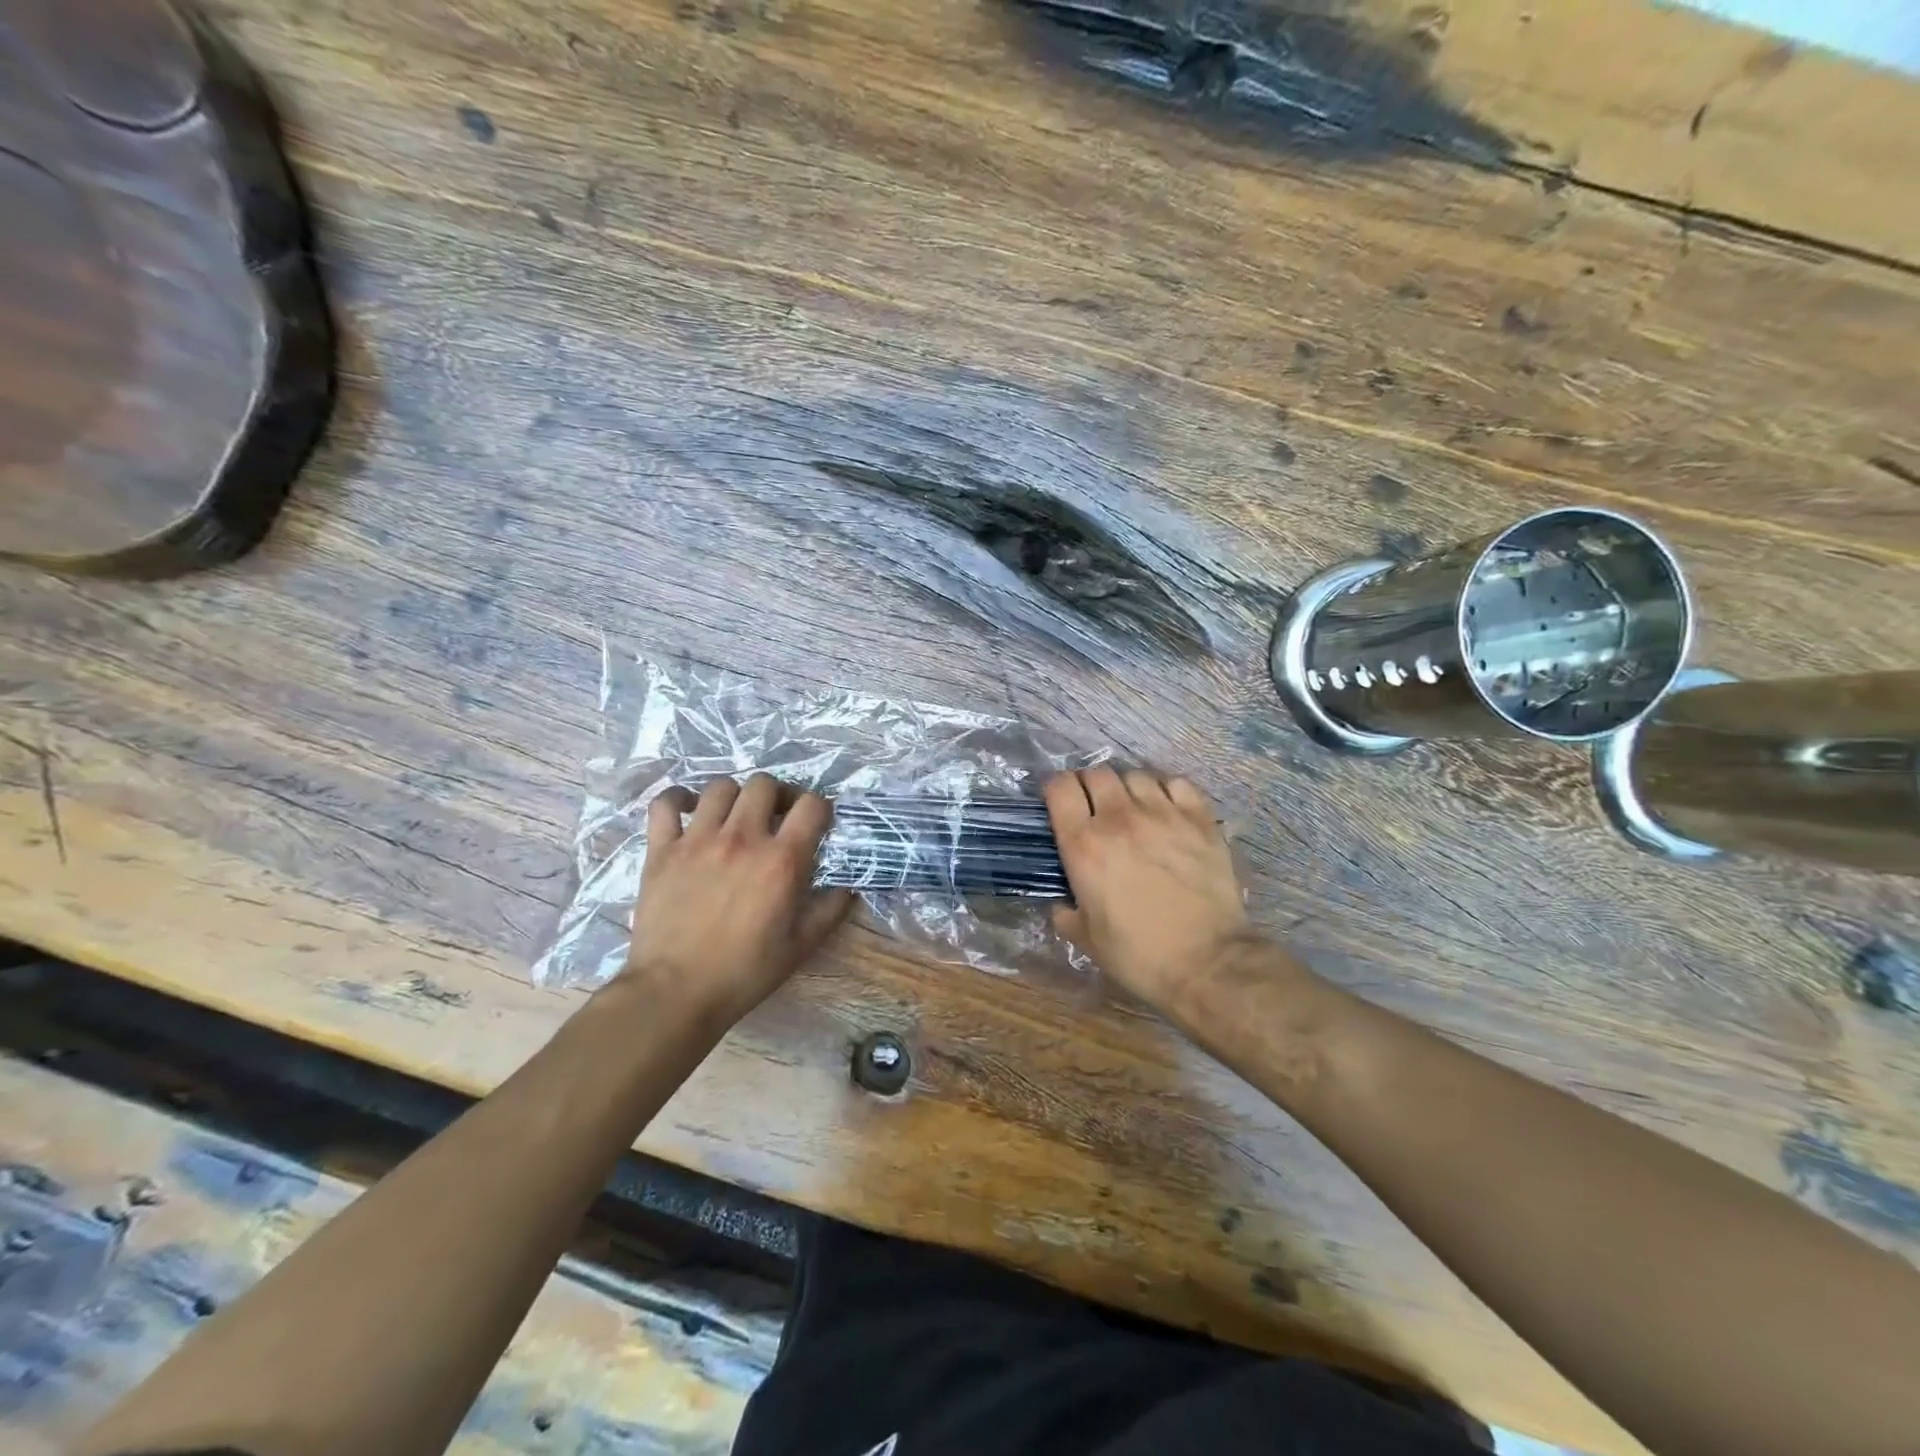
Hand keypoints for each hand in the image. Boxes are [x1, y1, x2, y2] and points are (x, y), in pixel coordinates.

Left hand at [620, 775, 854, 1027]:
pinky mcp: (662, 849)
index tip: (817, 823)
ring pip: (721, 787)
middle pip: (764, 784)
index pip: (812, 805)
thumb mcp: (801, 946)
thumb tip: (849, 887)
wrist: (675, 992)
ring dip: (735, 796)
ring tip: (736, 816)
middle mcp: (742, 838)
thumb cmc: (744, 972)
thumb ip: (830, 910)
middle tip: (777, 816)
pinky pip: (666, 803)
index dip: (820, 808)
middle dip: (778, 794)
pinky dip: (678, 798)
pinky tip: (689, 810)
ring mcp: (698, 839)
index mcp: (782, 860)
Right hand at [1045, 766, 1263, 1016]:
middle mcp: (1119, 819)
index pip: (1060, 788)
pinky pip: (1176, 783)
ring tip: (1132, 808)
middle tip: (1094, 808)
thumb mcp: (1086, 939)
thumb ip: (1066, 913)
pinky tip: (1167, 808)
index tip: (1059, 803)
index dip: (1055, 790)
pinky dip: (1166, 790)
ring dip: (1127, 788)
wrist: (1207, 963)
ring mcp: (1163, 814)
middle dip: (1089, 786)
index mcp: (1084, 845)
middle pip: (1096, 774)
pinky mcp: (1200, 820)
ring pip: (1135, 775)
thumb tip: (1062, 903)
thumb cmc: (1139, 955)